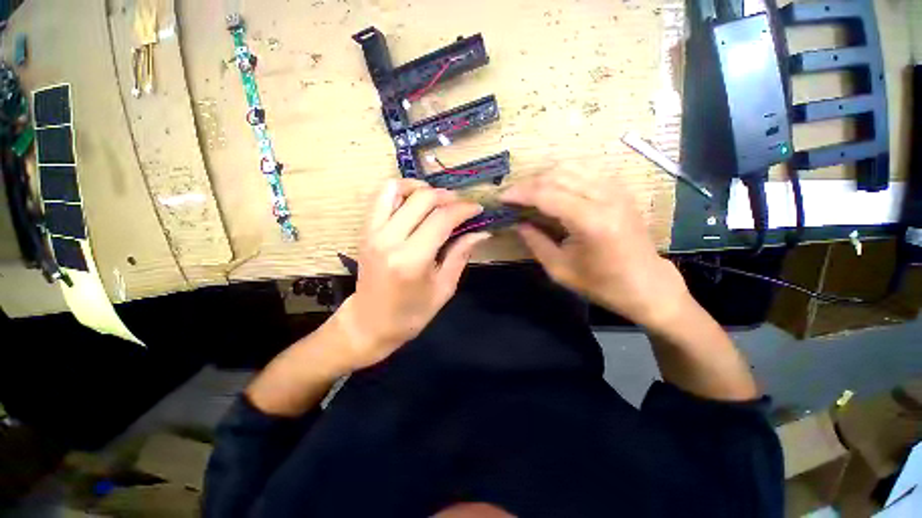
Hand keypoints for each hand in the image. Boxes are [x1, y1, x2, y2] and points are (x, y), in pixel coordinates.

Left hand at [333, 179, 489, 369]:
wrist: (369, 322)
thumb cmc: (411, 313)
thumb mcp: (444, 288)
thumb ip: (460, 255)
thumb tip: (481, 232)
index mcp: (412, 259)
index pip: (442, 219)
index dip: (464, 209)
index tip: (477, 208)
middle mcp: (389, 239)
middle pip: (422, 198)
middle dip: (448, 196)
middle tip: (461, 206)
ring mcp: (372, 232)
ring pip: (396, 188)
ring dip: (421, 188)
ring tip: (437, 199)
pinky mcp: (364, 230)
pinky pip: (380, 197)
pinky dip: (400, 190)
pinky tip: (414, 201)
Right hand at [500, 173, 688, 329]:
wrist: (646, 283)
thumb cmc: (601, 283)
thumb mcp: (560, 269)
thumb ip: (535, 242)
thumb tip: (517, 223)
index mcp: (591, 222)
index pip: (547, 194)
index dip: (521, 193)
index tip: (502, 197)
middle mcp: (605, 197)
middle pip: (558, 175)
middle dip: (529, 183)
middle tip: (512, 195)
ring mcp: (616, 189)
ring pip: (571, 166)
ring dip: (545, 175)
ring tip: (528, 190)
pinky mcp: (620, 189)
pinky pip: (586, 169)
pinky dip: (563, 173)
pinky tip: (552, 185)